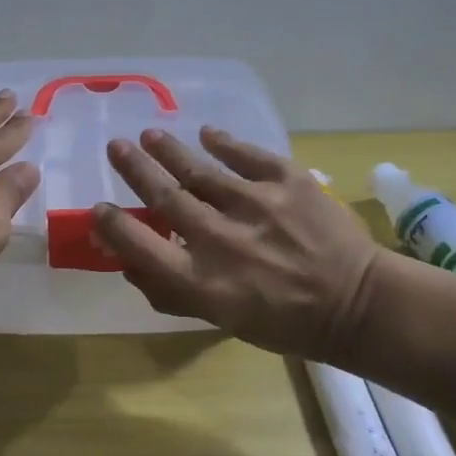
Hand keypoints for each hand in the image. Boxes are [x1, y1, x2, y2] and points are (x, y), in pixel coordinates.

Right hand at [93, 128, 383, 361]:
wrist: (356, 304)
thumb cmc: (282, 321)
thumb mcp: (220, 319)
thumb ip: (170, 291)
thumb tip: (126, 262)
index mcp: (202, 281)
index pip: (140, 247)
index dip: (113, 225)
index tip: (99, 207)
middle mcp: (221, 239)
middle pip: (165, 196)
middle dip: (135, 169)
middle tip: (116, 147)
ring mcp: (256, 205)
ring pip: (199, 169)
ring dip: (169, 149)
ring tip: (150, 135)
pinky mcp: (289, 182)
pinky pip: (247, 154)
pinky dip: (224, 142)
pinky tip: (207, 134)